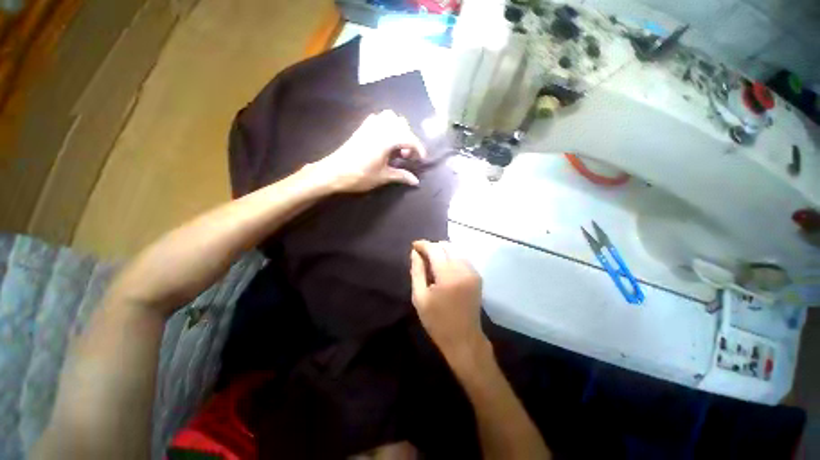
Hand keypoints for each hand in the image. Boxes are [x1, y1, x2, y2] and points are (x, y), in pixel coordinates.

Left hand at [310, 110, 426, 192]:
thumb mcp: (383, 177)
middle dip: (408, 139)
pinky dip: (386, 125)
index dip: (419, 148)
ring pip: (390, 117)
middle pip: (402, 124)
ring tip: (396, 146)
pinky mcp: (361, 128)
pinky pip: (378, 119)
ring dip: (398, 129)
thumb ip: (401, 176)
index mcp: (386, 139)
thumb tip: (416, 182)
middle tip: (405, 156)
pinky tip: (384, 140)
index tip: (422, 159)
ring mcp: (369, 126)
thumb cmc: (360, 175)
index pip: (409, 138)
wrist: (334, 172)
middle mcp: (379, 128)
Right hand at [410, 240, 486, 360]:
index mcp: (448, 275)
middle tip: (422, 255)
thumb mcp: (420, 297)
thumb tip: (415, 253)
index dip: (423, 245)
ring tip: (432, 261)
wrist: (464, 339)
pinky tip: (444, 268)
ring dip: (443, 251)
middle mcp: (463, 269)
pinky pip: (462, 258)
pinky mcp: (477, 276)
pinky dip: (452, 257)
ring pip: (456, 250)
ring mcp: (473, 272)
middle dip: (433, 247)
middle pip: (447, 246)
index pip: (435, 249)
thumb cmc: (437, 321)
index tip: (414, 245)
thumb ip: (417, 271)